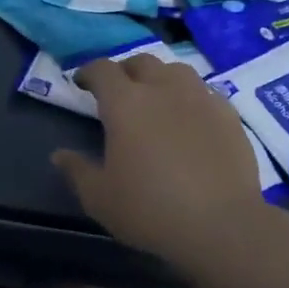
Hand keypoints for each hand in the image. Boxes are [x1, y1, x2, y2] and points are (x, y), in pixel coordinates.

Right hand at [51, 54, 269, 266]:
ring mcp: (200, 98)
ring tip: (156, 99)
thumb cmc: (150, 210)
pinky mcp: (229, 114)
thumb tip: (60, 155)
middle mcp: (163, 89)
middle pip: (141, 62)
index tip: (82, 83)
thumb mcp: (100, 198)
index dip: (89, 72)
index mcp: (125, 103)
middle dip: (125, 71)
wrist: (222, 225)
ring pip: (176, 71)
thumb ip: (77, 171)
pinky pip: (204, 92)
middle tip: (119, 91)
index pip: (103, 70)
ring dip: (160, 78)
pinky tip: (190, 118)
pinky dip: (190, 97)